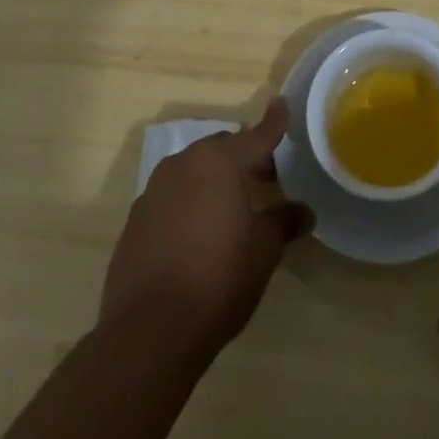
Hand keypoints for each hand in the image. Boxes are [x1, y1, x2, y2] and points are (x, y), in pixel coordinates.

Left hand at [100, 98, 311, 358]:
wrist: (148, 334)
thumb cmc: (218, 279)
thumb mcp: (263, 250)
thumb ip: (283, 222)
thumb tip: (304, 212)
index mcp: (219, 161)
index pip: (256, 135)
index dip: (274, 122)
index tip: (282, 104)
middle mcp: (184, 165)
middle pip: (222, 150)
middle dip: (244, 158)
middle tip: (265, 180)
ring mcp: (153, 192)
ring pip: (193, 171)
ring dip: (213, 180)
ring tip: (230, 209)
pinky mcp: (134, 222)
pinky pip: (170, 199)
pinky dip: (188, 204)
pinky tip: (197, 235)